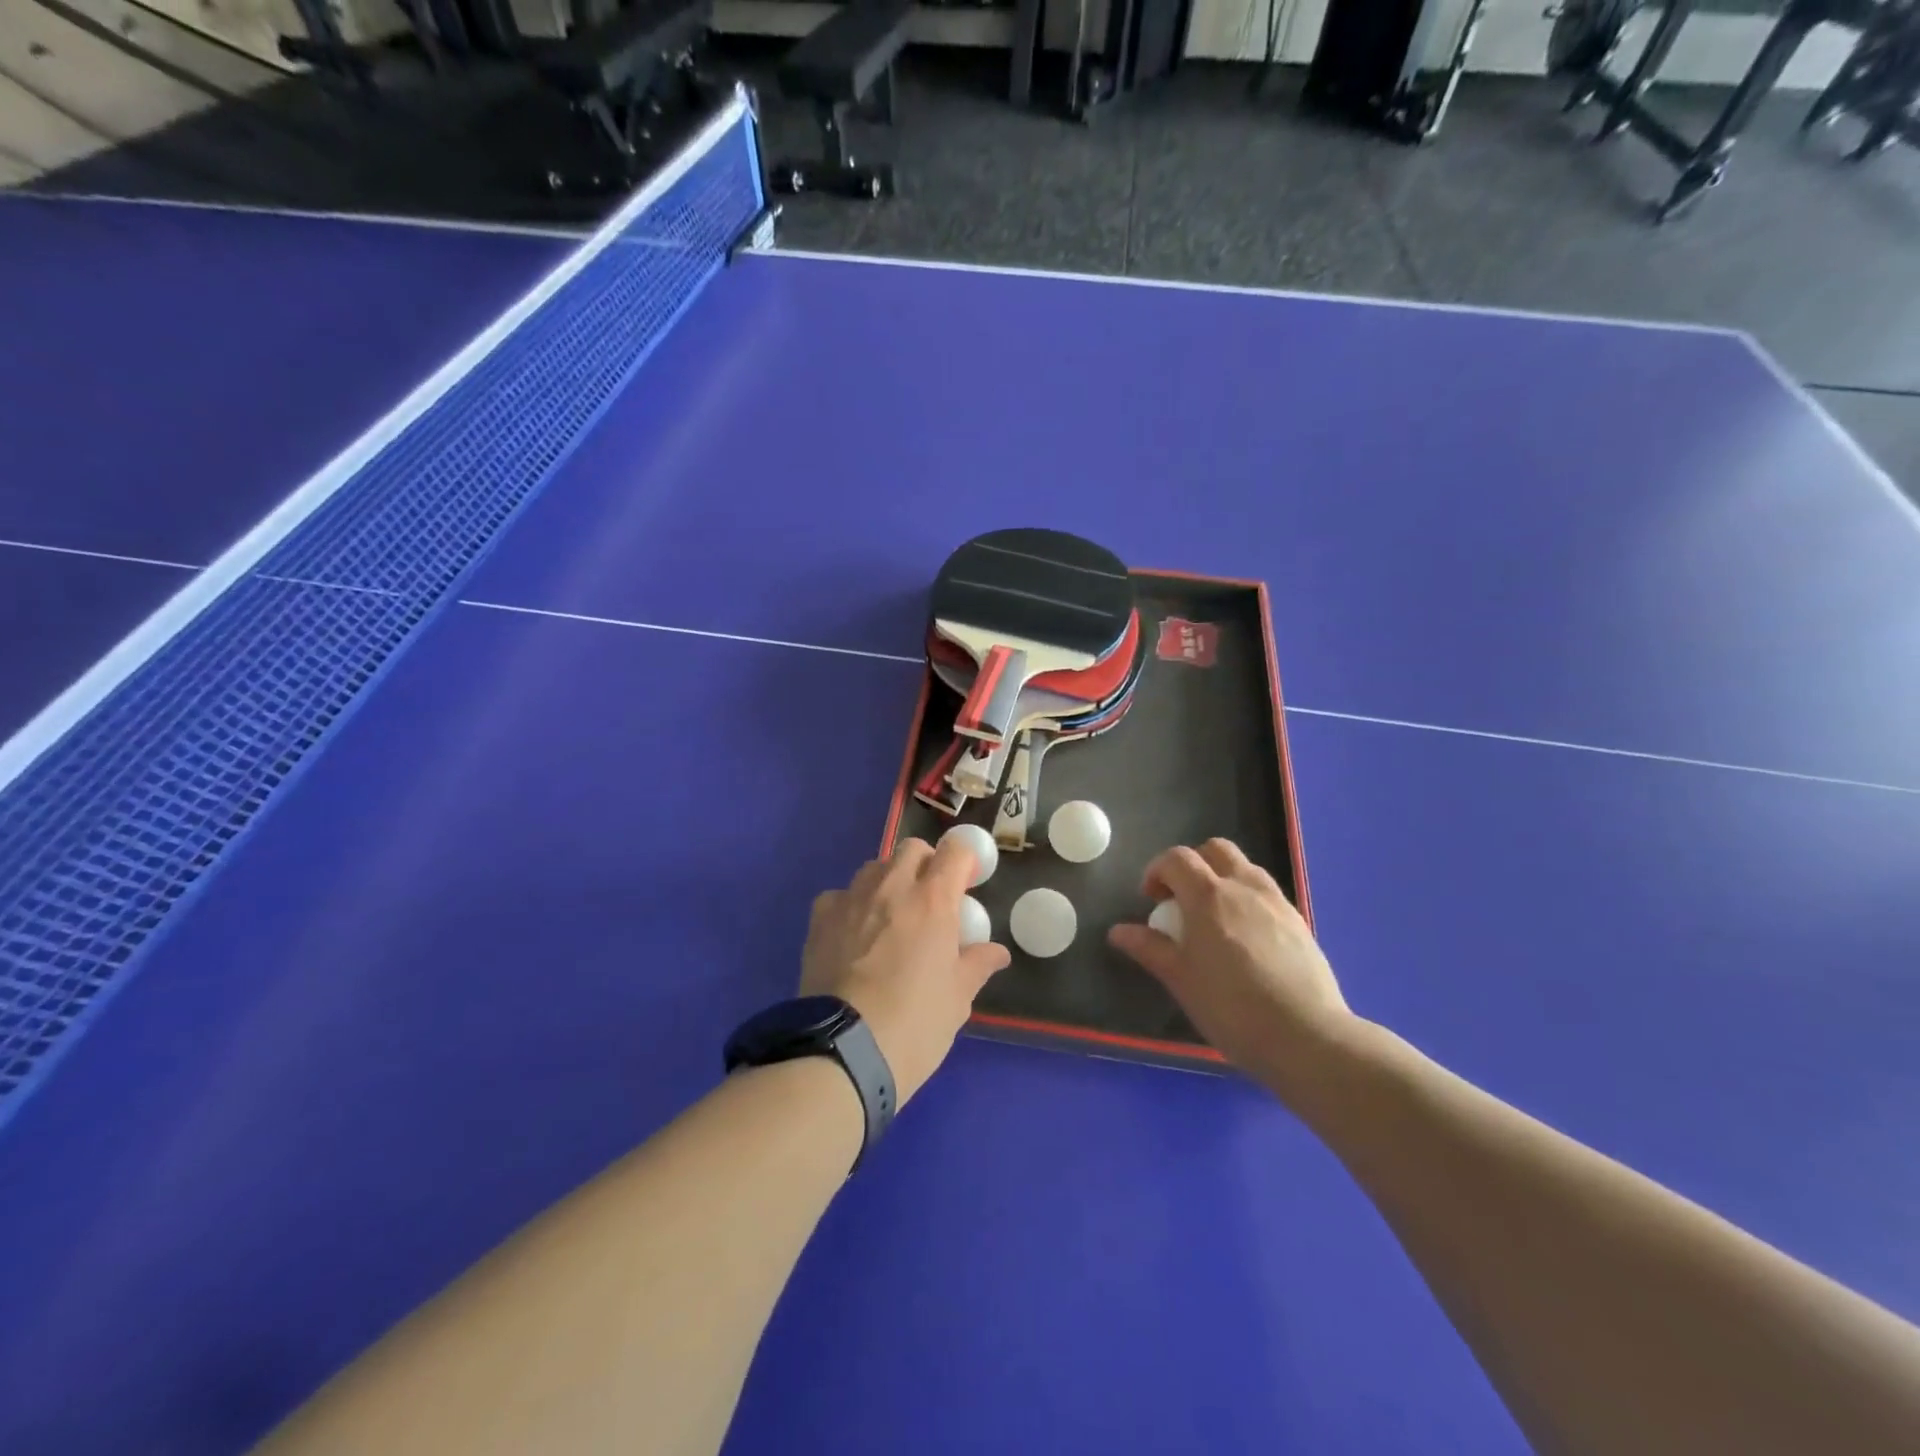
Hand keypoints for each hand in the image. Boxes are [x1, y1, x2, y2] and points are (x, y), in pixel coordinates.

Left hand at [801, 837, 1010, 1104]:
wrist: (843, 1050)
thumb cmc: (914, 1024)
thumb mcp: (957, 999)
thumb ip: (977, 966)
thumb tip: (997, 953)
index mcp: (933, 901)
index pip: (955, 852)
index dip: (964, 862)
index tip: (966, 884)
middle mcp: (892, 887)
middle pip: (912, 849)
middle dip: (926, 864)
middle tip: (931, 899)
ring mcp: (851, 899)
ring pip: (874, 868)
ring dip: (889, 881)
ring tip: (891, 916)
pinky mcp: (820, 919)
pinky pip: (840, 895)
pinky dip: (852, 905)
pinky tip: (853, 933)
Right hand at [1108, 839, 1354, 1095]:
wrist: (1307, 1037)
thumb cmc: (1231, 1008)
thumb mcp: (1180, 979)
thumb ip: (1150, 948)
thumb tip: (1118, 931)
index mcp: (1208, 895)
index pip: (1176, 858)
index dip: (1157, 870)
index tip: (1151, 899)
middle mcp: (1244, 887)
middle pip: (1215, 849)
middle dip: (1193, 864)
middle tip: (1182, 900)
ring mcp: (1276, 902)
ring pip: (1245, 868)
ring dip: (1223, 878)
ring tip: (1214, 918)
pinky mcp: (1300, 922)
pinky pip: (1267, 894)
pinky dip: (1247, 900)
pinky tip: (1246, 940)